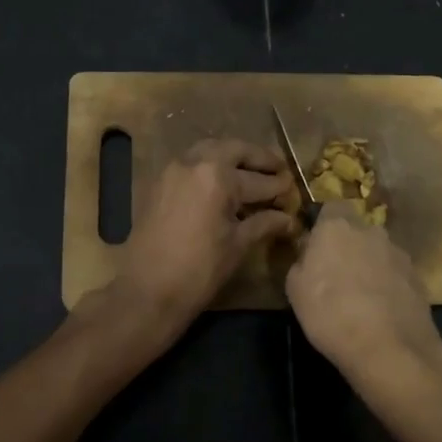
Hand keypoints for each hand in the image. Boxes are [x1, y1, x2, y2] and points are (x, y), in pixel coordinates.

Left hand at [107, 139, 294, 337]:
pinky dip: (210, 166)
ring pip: (209, 151)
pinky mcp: (159, 182)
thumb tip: (289, 219)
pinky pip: (191, 163)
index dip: (279, 187)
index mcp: (217, 176)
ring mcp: (173, 170)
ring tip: (251, 173)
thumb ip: (264, 224)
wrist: (147, 290)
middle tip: (278, 169)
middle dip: (258, 159)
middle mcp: (194, 162)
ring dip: (233, 157)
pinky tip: (222, 185)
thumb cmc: (199, 270)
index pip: (258, 179)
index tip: (294, 190)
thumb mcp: (238, 245)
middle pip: (234, 150)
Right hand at [286, 206, 441, 389]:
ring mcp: (399, 253)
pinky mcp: (418, 278)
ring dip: (370, 266)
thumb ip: (302, 261)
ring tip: (361, 298)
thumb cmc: (330, 313)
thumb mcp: (294, 288)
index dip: (324, 225)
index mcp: (337, 226)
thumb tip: (310, 253)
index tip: (316, 247)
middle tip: (337, 275)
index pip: (331, 207)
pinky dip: (388, 286)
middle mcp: (371, 231)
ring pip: (378, 252)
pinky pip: (396, 274)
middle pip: (357, 230)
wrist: (388, 348)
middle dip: (348, 246)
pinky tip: (381, 311)